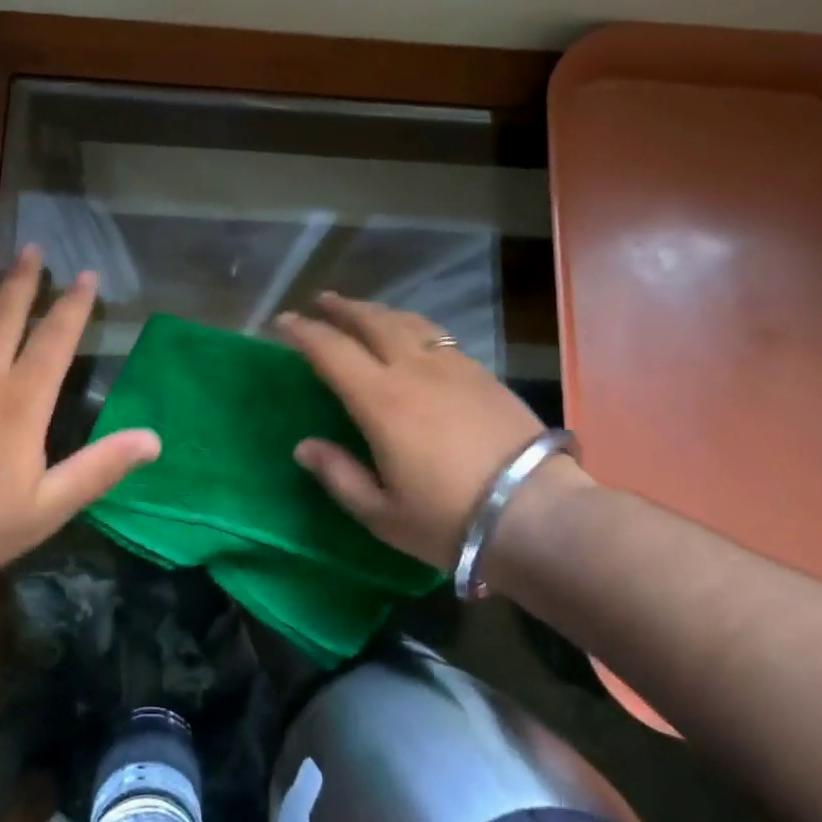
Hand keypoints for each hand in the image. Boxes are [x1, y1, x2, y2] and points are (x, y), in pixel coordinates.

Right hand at [277, 292, 589, 569]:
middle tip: (321, 301)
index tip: (283, 321)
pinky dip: (414, 325)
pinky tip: (414, 334)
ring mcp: (453, 366)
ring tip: (363, 310)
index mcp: (381, 400)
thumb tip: (304, 447)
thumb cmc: (450, 520)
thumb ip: (338, 475)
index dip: (303, 332)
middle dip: (342, 308)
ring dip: (378, 311)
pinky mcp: (483, 373)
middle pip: (371, 322)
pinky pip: (438, 335)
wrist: (538, 514)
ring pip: (408, 322)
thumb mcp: (382, 513)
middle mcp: (414, 370)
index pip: (331, 351)